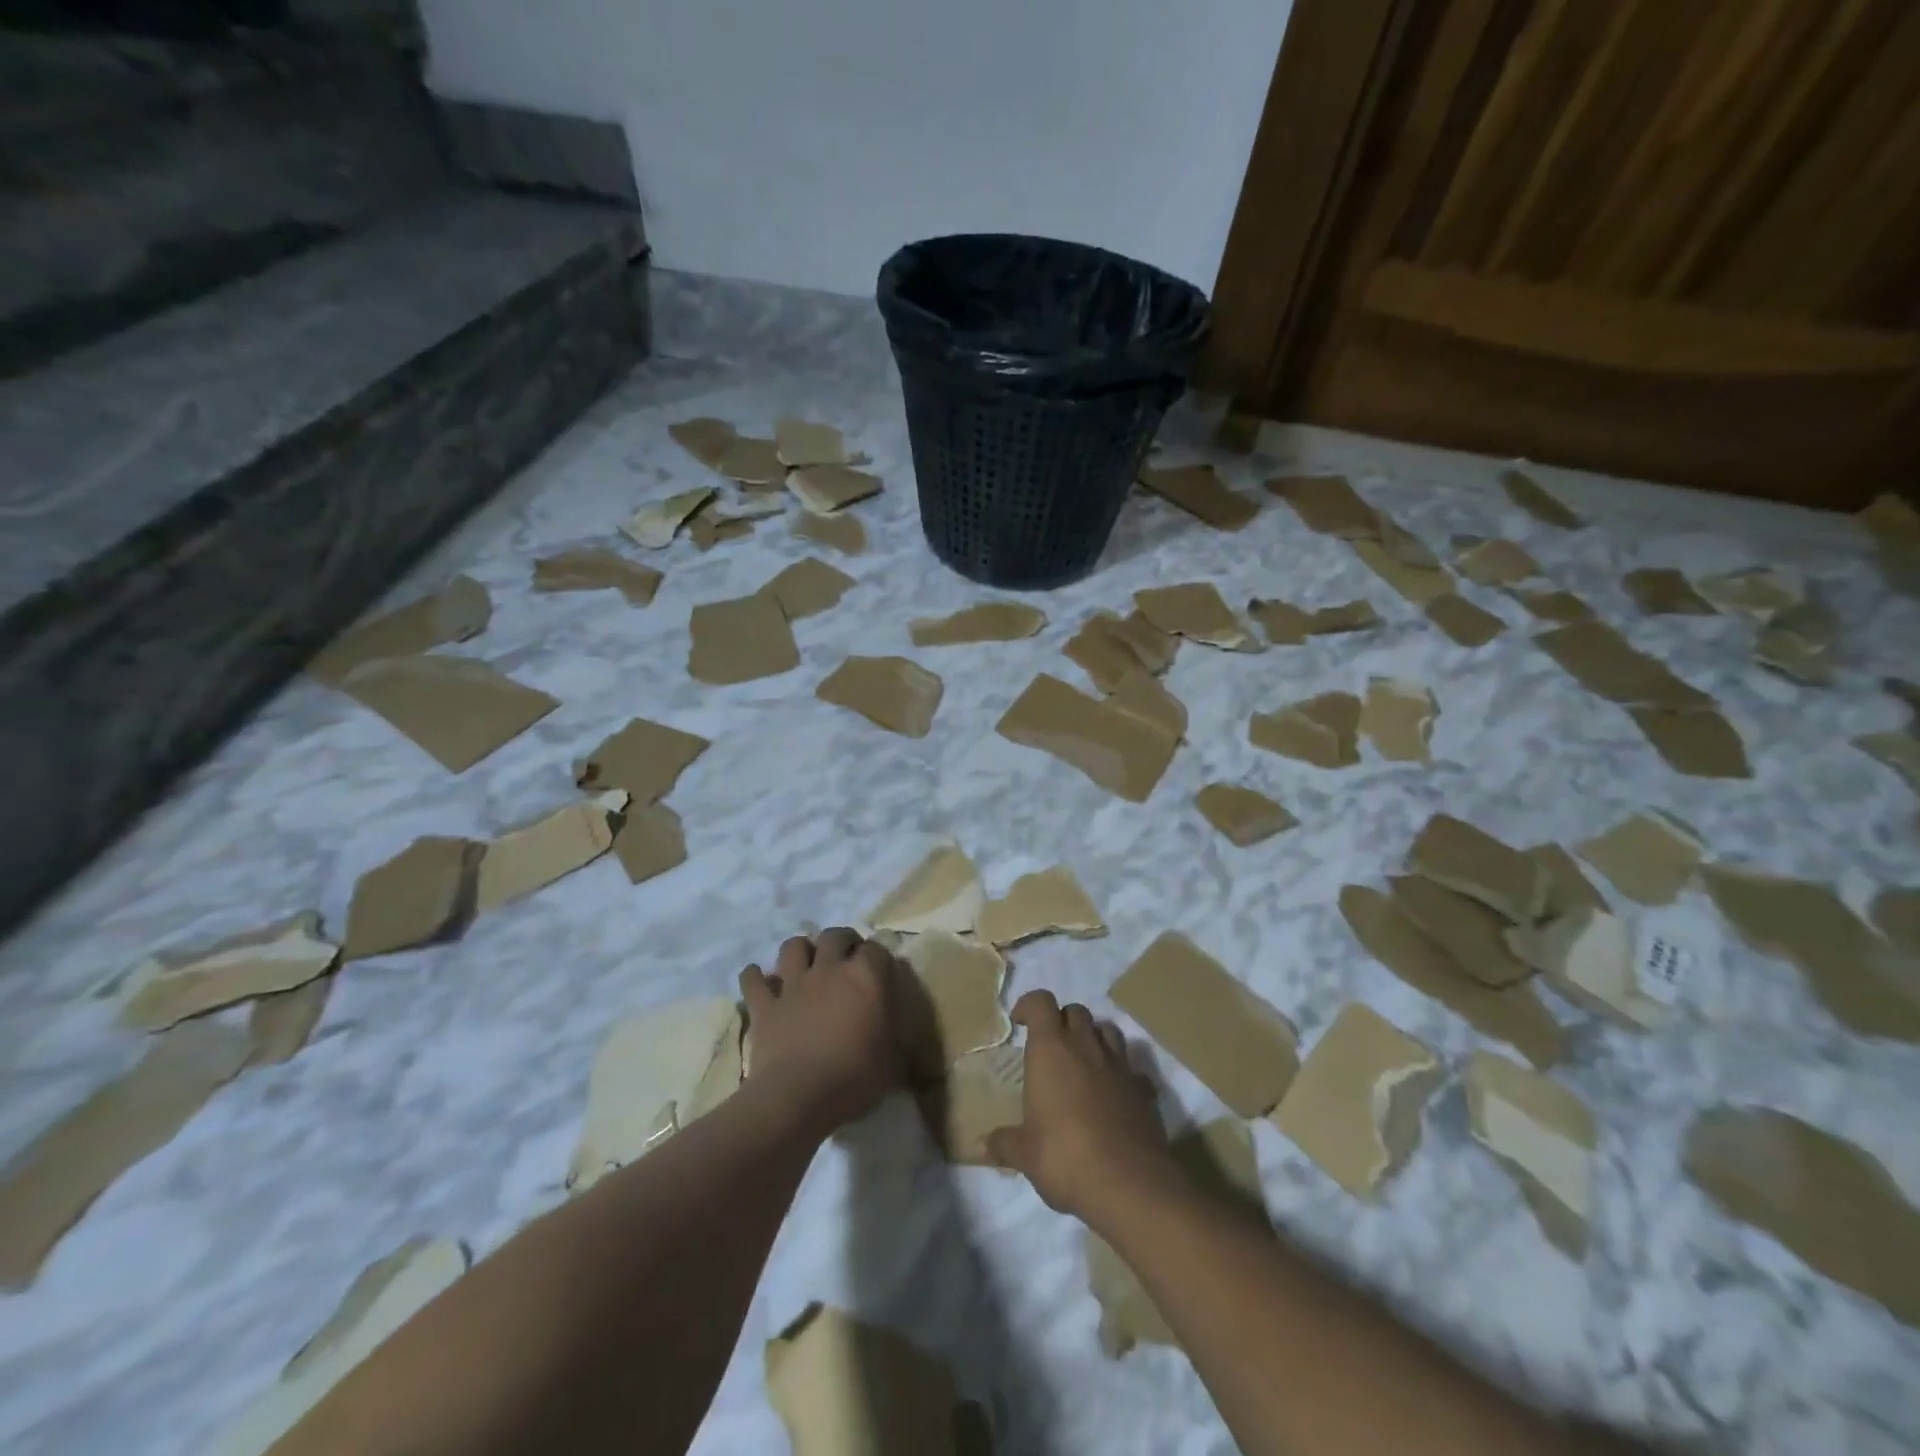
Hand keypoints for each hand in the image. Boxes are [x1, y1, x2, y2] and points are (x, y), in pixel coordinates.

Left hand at [739, 928, 911, 1134]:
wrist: (798, 1097)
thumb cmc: (854, 1078)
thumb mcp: (893, 1064)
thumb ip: (898, 1042)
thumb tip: (904, 1041)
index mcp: (865, 978)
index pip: (877, 949)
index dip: (879, 957)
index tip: (881, 970)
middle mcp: (829, 970)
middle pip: (834, 935)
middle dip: (842, 940)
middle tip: (847, 956)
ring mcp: (793, 985)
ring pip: (793, 946)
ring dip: (800, 949)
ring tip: (806, 962)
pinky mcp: (765, 1005)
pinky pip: (753, 981)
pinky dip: (755, 977)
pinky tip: (758, 980)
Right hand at [986, 991, 1173, 1226]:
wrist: (1128, 1184)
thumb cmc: (1065, 1157)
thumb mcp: (1025, 1154)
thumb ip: (1005, 1143)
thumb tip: (986, 1144)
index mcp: (1051, 1050)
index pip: (1040, 1002)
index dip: (1028, 1005)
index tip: (1020, 1023)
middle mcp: (1086, 1046)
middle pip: (1076, 1011)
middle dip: (1062, 1020)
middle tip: (1052, 1047)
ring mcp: (1120, 1065)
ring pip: (1108, 1030)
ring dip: (1094, 1038)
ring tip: (1084, 1062)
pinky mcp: (1144, 1089)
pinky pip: (1132, 1068)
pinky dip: (1122, 1074)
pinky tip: (1114, 1096)